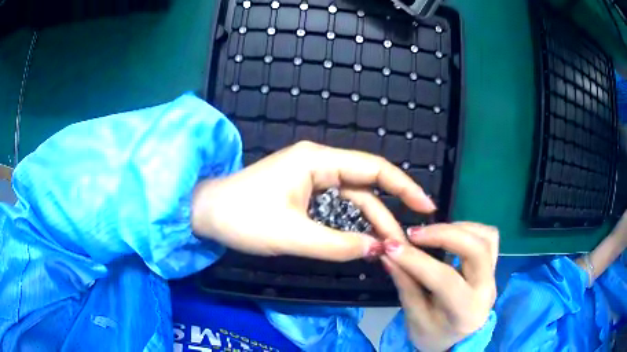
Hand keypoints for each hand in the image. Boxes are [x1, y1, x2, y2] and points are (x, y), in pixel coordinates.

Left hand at [191, 141, 435, 260]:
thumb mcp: (292, 235)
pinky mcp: (303, 192)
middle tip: (404, 243)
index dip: (404, 186)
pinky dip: (351, 224)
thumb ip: (338, 244)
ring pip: (351, 200)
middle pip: (365, 187)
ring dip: (369, 222)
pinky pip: (336, 207)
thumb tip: (378, 250)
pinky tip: (362, 240)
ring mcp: (310, 178)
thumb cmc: (242, 218)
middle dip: (386, 214)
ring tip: (387, 247)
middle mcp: (318, 164)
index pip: (373, 169)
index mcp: (317, 161)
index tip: (425, 207)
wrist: (206, 214)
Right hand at [382, 222, 498, 351]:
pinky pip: (489, 237)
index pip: (445, 279)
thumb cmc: (434, 335)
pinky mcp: (493, 266)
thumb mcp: (415, 318)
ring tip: (430, 233)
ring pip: (486, 237)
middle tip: (413, 234)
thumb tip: (389, 254)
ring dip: (457, 228)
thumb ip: (406, 286)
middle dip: (444, 234)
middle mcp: (486, 289)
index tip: (391, 246)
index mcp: (465, 311)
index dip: (417, 260)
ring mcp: (493, 275)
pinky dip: (469, 228)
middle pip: (476, 250)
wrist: (457, 339)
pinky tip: (449, 234)